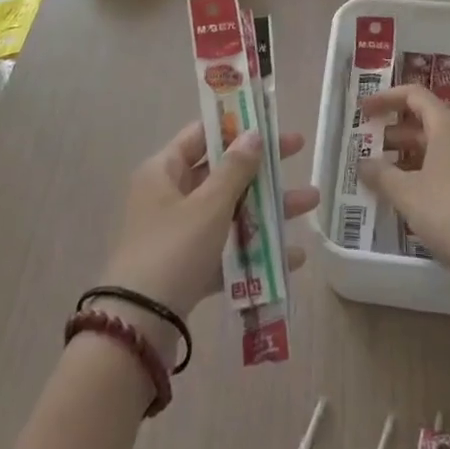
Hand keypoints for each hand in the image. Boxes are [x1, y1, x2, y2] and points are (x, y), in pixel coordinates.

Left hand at [98, 123, 317, 356]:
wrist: (137, 328)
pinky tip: (292, 257)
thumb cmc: (173, 250)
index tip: (267, 120)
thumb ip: (235, 169)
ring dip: (268, 208)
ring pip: (229, 212)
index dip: (234, 125)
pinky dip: (255, 250)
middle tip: (299, 151)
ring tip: (311, 203)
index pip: (201, 135)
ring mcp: (177, 235)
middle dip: (262, 167)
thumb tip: (254, 134)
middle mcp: (168, 197)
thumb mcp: (209, 205)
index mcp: (163, 171)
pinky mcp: (187, 270)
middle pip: (221, 173)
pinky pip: (226, 251)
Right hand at [359, 85, 449, 280]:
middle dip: (398, 132)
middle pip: (430, 120)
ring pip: (444, 145)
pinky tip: (417, 196)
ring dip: (414, 154)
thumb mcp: (405, 193)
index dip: (386, 99)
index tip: (364, 112)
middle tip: (371, 148)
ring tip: (389, 175)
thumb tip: (364, 165)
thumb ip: (380, 174)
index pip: (415, 96)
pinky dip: (433, 170)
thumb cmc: (448, 213)